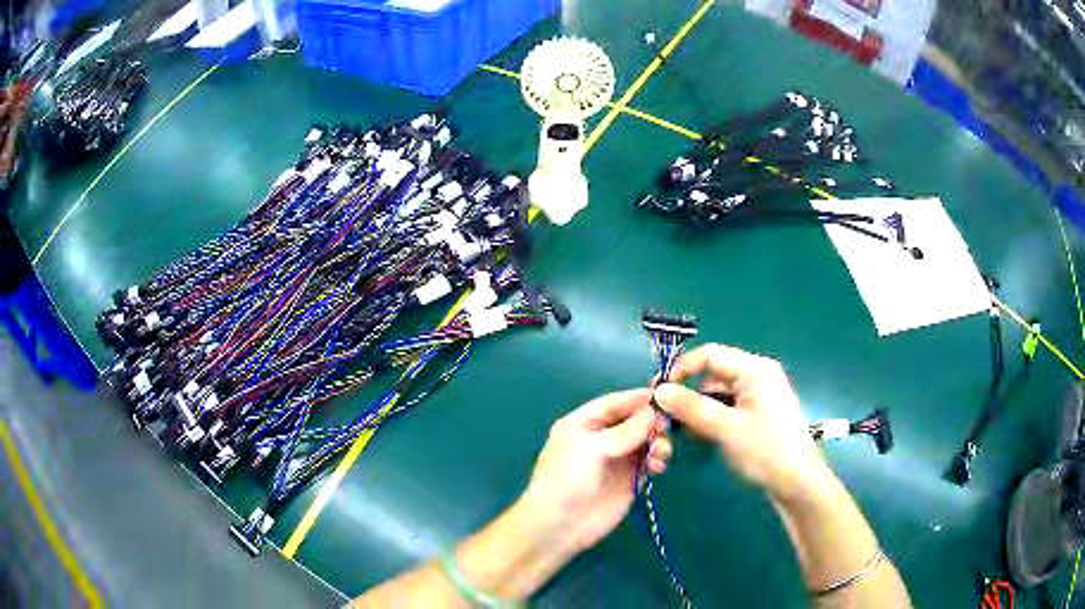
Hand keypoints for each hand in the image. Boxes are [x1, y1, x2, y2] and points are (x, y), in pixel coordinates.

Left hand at [519, 389, 671, 553]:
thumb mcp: (589, 450)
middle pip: (635, 419)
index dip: (637, 398)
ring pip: (646, 439)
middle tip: (664, 428)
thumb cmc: (565, 481)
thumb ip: (623, 432)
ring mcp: (618, 458)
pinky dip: (658, 459)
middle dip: (652, 420)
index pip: (614, 403)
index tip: (663, 395)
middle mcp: (603, 437)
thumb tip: (652, 411)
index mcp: (583, 423)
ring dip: (658, 441)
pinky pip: (650, 460)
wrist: (559, 527)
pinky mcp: (631, 478)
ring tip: (659, 453)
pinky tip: (658, 466)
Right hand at [653, 344, 832, 504]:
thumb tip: (659, 390)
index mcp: (755, 369)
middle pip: (712, 376)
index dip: (682, 369)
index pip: (710, 355)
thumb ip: (691, 407)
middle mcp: (757, 376)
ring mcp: (759, 396)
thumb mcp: (726, 428)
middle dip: (688, 396)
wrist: (797, 484)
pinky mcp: (758, 415)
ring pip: (717, 395)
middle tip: (665, 419)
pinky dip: (711, 420)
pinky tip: (701, 439)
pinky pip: (727, 408)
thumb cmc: (766, 451)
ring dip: (698, 411)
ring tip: (682, 434)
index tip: (659, 393)